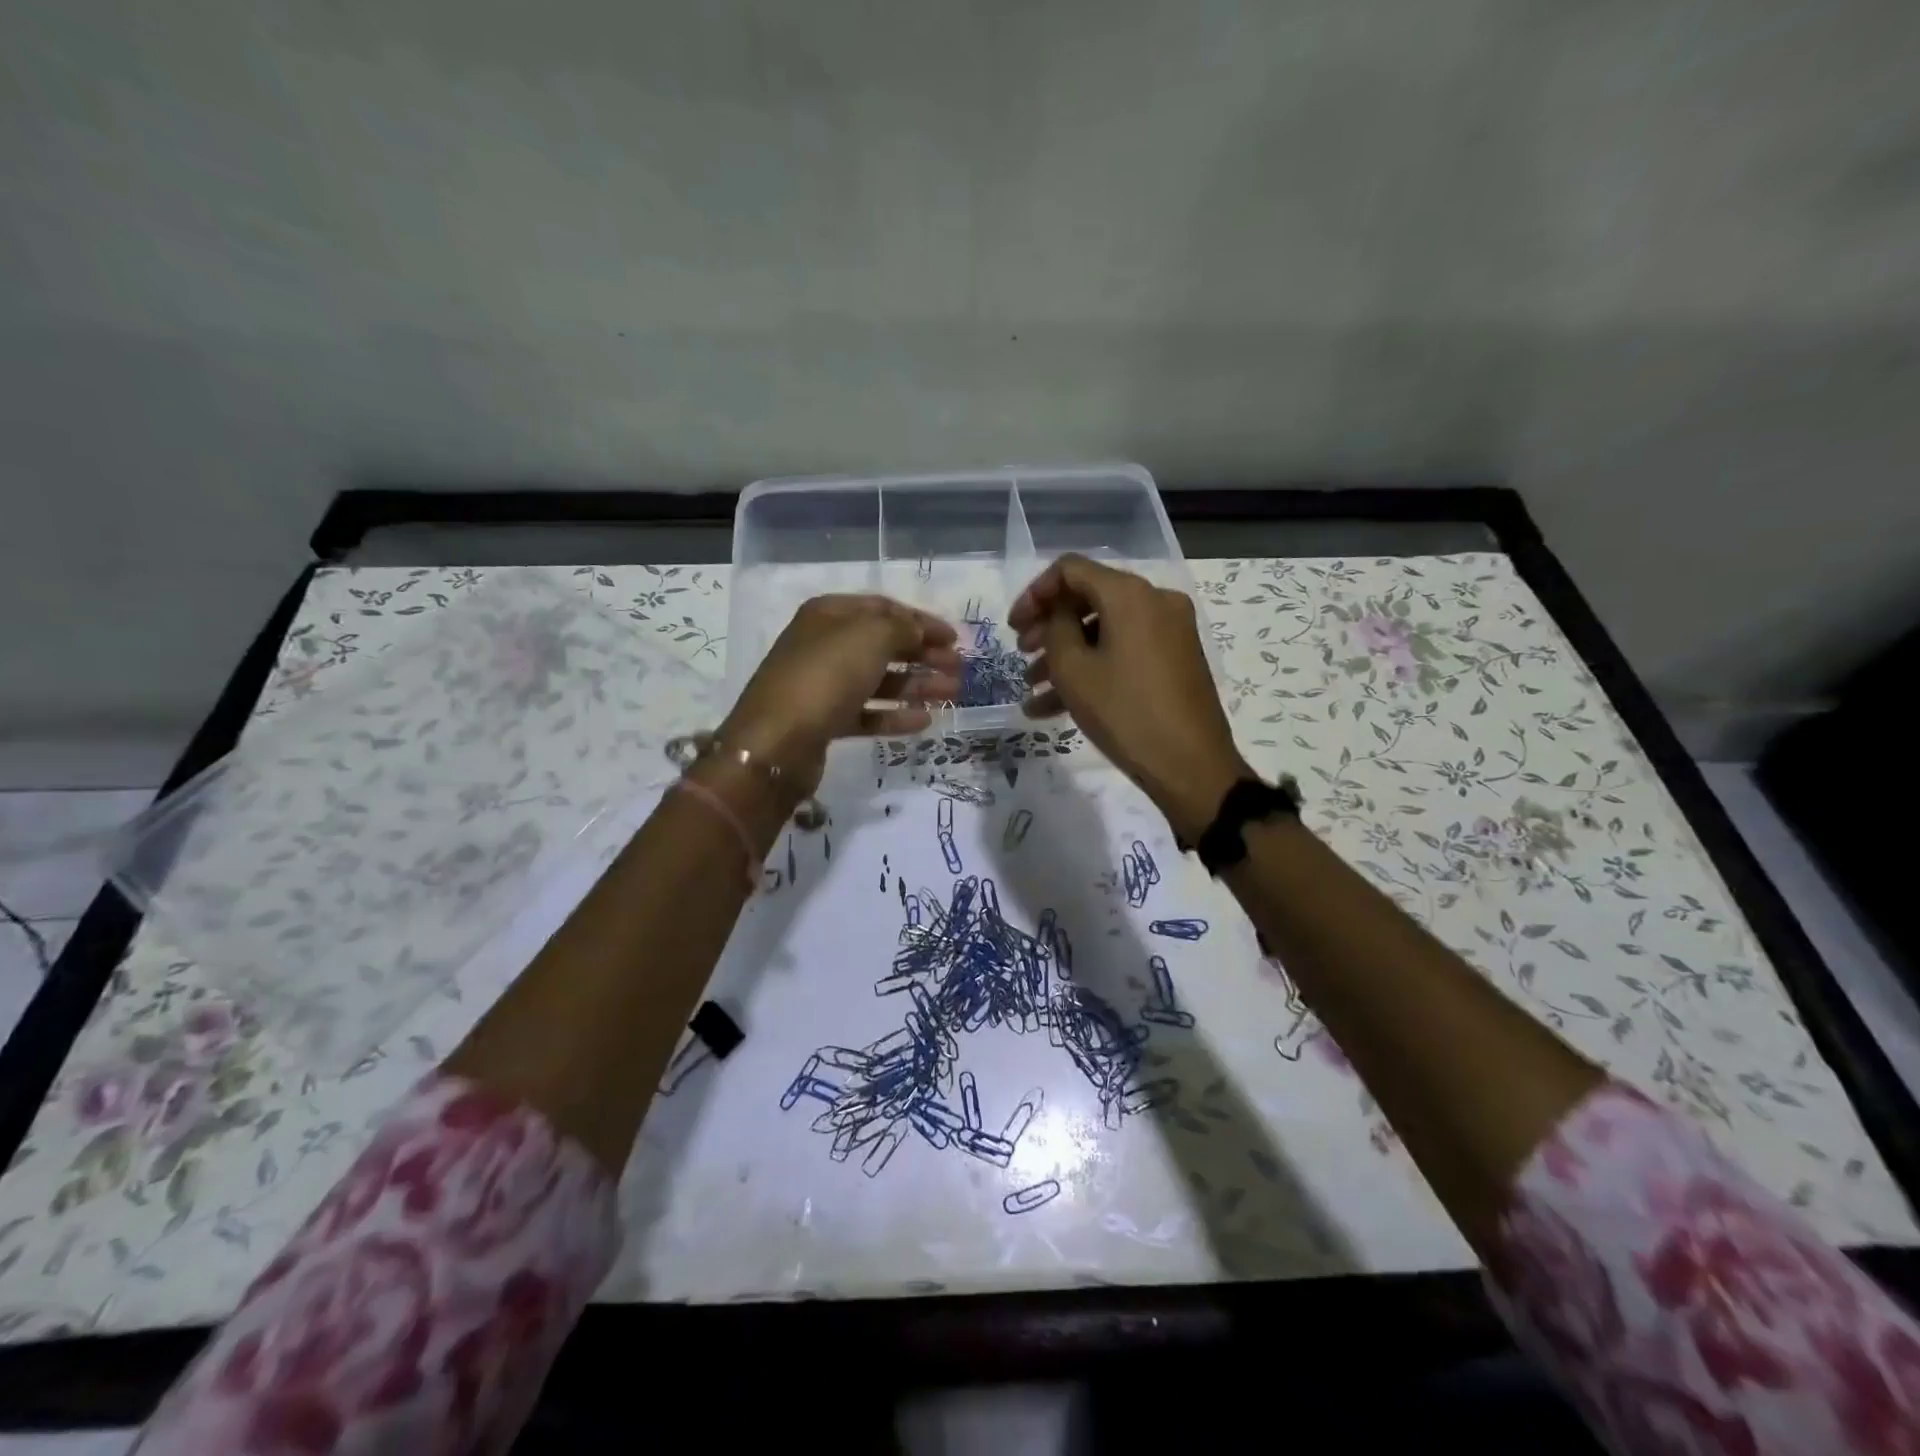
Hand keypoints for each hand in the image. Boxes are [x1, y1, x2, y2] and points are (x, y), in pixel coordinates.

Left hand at [719, 595, 960, 804]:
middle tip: (959, 669)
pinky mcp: (825, 721)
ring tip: (951, 695)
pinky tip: (924, 722)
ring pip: (878, 681)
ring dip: (916, 686)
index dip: (921, 621)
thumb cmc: (826, 676)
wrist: (777, 741)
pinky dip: (895, 716)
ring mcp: (823, 684)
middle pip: (883, 645)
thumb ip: (902, 628)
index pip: (883, 608)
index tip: (955, 639)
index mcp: (829, 614)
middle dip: (923, 655)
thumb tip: (918, 632)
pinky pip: (867, 713)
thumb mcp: (870, 637)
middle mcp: (825, 644)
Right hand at [1010, 555, 1246, 840]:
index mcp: (1130, 594)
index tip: (1013, 627)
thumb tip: (1059, 614)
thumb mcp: (1073, 670)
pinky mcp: (1175, 660)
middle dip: (1048, 627)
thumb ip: (1056, 627)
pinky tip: (1054, 709)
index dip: (1034, 594)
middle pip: (1088, 598)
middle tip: (1021, 655)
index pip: (1070, 569)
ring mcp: (1170, 632)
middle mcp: (1155, 602)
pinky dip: (1092, 670)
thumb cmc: (1124, 712)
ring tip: (1032, 689)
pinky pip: (1124, 652)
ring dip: (1065, 656)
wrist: (1191, 766)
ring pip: (1104, 631)